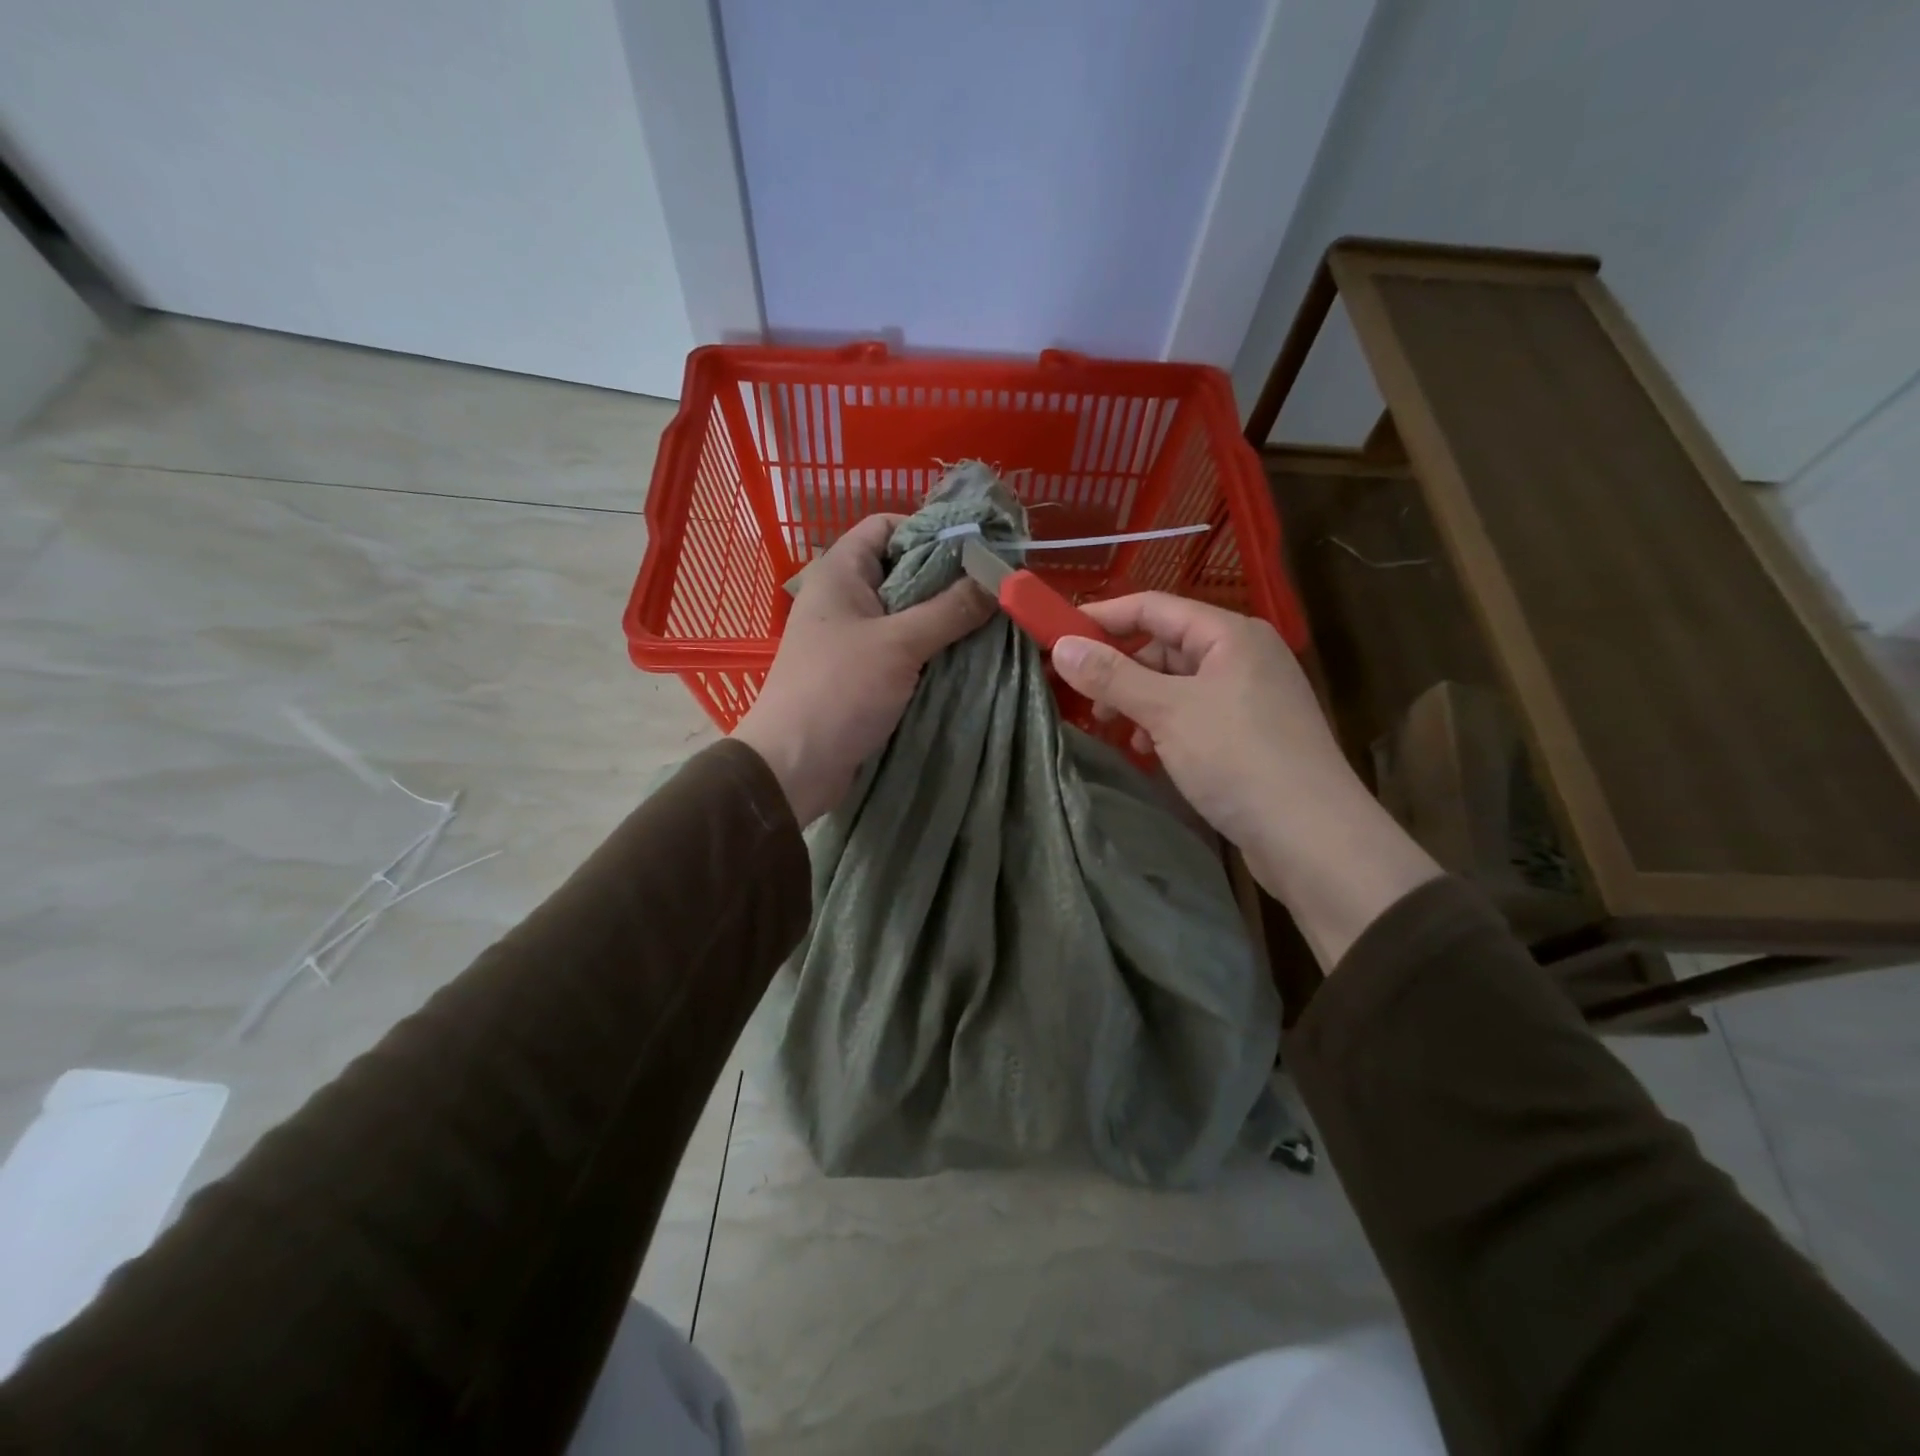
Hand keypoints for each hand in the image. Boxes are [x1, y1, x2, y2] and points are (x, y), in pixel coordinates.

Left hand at [732, 515, 993, 825]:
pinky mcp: (863, 672)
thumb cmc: (839, 690)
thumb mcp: (899, 644)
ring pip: (908, 612)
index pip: (886, 525)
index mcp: (840, 572)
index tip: (976, 547)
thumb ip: (949, 609)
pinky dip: (932, 648)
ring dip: (945, 617)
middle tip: (996, 587)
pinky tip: (968, 655)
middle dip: (948, 577)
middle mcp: (846, 597)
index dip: (929, 528)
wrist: (794, 765)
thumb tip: (998, 579)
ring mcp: (853, 636)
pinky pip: (904, 647)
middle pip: (903, 569)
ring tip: (992, 621)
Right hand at [1051, 593, 1438, 968]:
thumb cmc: (1238, 759)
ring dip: (1141, 702)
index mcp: (1230, 634)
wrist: (1313, 837)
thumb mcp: (1167, 712)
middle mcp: (1244, 656)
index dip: (1104, 617)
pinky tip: (1150, 753)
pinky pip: (1195, 714)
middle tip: (1088, 700)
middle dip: (1122, 669)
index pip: (1154, 607)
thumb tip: (1061, 647)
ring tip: (1118, 733)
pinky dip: (1165, 727)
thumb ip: (1113, 676)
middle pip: (1166, 646)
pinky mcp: (1251, 734)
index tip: (1058, 637)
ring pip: (1178, 684)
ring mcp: (1251, 696)